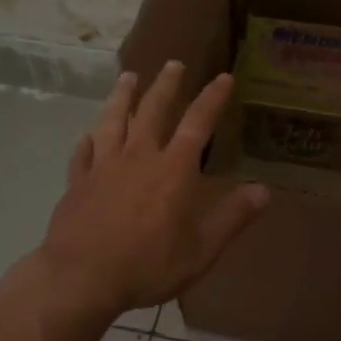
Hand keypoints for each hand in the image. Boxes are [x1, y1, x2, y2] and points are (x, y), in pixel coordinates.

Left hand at [34, 63, 269, 318]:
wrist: (81, 277)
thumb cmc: (147, 264)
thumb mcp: (201, 249)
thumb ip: (231, 217)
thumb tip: (263, 191)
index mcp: (173, 170)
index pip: (198, 124)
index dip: (212, 99)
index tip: (223, 77)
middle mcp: (138, 157)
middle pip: (152, 110)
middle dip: (166, 85)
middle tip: (172, 63)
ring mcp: (103, 166)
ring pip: (113, 121)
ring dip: (123, 97)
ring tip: (128, 77)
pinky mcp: (77, 182)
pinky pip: (82, 154)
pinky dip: (86, 141)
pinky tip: (86, 135)